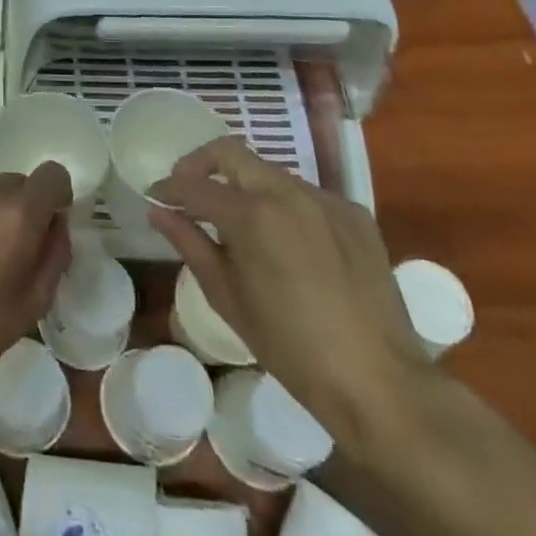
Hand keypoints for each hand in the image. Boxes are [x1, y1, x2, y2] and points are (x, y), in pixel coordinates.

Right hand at [149, 139, 429, 453]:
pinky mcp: (355, 214)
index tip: (156, 196)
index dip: (169, 187)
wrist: (380, 383)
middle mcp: (287, 192)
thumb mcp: (228, 297)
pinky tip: (286, 241)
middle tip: (188, 192)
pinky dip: (284, 205)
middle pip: (231, 152)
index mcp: (251, 214)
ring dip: (244, 185)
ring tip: (238, 223)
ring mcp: (325, 199)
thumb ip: (190, 244)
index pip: (195, 184)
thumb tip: (158, 211)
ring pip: (269, 172)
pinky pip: (306, 194)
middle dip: (201, 164)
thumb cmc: (290, 348)